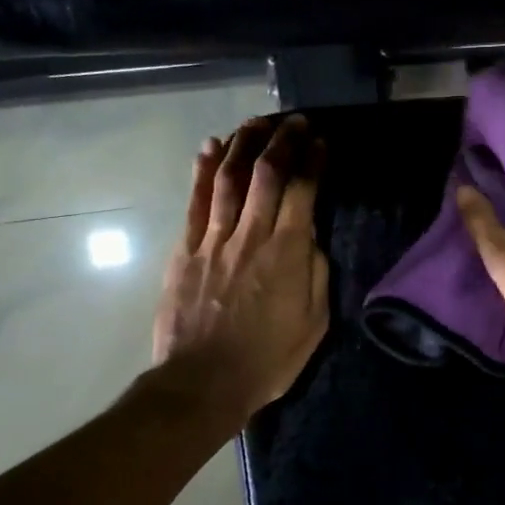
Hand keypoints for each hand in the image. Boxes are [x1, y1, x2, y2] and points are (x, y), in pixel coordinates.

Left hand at [152, 115, 329, 419]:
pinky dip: (202, 171)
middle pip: (266, 174)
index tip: (320, 141)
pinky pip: (195, 202)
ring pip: (229, 178)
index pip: (303, 191)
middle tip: (293, 121)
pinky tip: (210, 147)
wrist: (203, 383)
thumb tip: (310, 238)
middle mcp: (251, 235)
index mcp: (288, 252)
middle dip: (282, 141)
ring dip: (244, 144)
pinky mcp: (185, 251)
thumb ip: (315, 273)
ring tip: (256, 122)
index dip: (312, 160)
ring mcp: (214, 240)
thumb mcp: (314, 322)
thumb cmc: (268, 359)